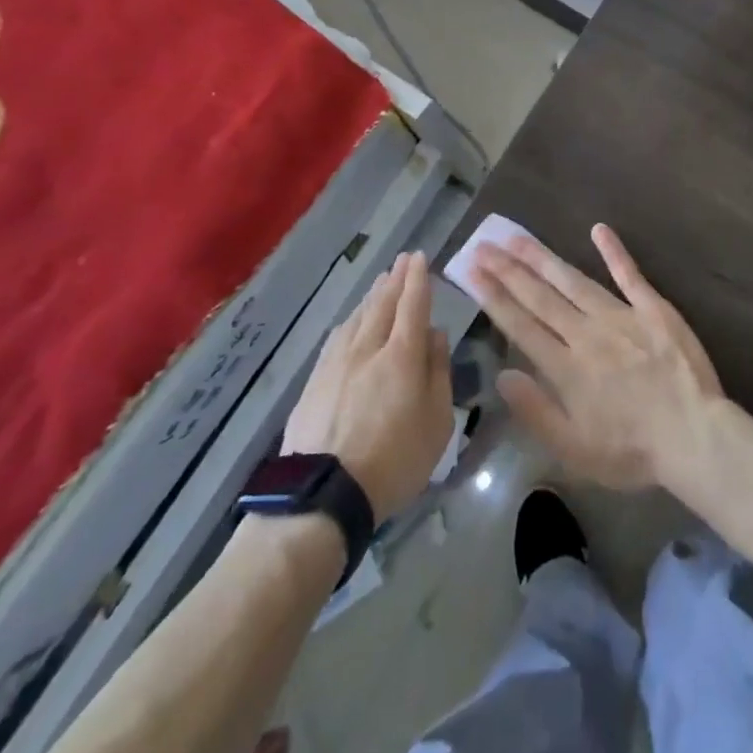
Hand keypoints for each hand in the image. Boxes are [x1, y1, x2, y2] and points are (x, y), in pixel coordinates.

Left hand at [283, 252, 452, 522]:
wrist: (322, 495)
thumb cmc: (394, 461)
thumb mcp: (437, 421)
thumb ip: (438, 372)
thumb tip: (434, 335)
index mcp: (402, 356)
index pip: (413, 305)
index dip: (418, 280)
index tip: (420, 257)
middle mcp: (368, 349)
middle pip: (383, 305)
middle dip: (396, 279)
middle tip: (403, 259)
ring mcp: (337, 363)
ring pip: (358, 317)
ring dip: (373, 296)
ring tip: (381, 281)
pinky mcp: (315, 381)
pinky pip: (337, 337)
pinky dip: (350, 320)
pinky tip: (351, 319)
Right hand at [471, 224, 724, 490]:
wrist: (694, 436)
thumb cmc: (632, 452)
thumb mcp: (574, 450)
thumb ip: (536, 411)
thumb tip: (502, 375)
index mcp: (566, 368)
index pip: (521, 326)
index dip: (494, 297)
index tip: (473, 271)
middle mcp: (587, 334)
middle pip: (541, 297)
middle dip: (509, 270)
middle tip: (484, 244)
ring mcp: (621, 316)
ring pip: (574, 280)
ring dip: (544, 258)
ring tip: (518, 238)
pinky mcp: (653, 308)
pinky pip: (629, 274)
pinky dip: (614, 251)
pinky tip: (598, 228)